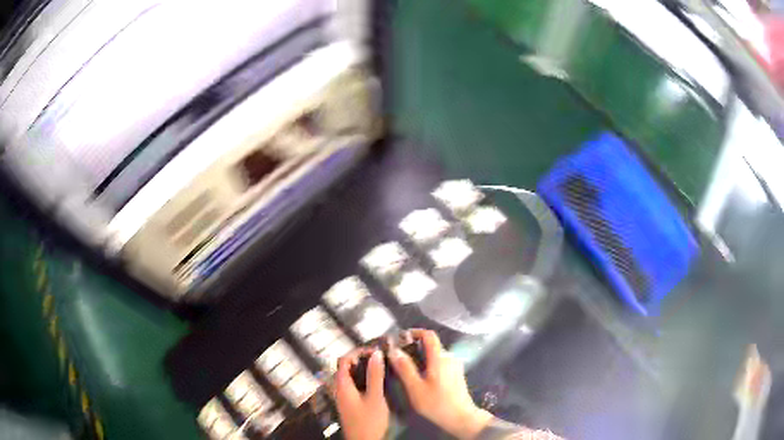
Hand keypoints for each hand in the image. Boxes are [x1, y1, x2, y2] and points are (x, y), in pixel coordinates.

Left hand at [334, 349, 389, 439]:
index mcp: (342, 385)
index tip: (375, 350)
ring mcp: (344, 397)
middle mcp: (340, 389)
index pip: (344, 360)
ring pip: (351, 376)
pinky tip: (377, 382)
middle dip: (362, 359)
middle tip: (379, 357)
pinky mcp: (350, 404)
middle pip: (346, 367)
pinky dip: (365, 379)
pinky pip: (355, 385)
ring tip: (380, 366)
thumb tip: (376, 354)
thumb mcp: (375, 397)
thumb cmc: (368, 422)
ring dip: (364, 369)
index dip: (358, 352)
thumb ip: (375, 376)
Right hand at [389, 330, 492, 439]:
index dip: (414, 332)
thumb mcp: (416, 388)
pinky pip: (440, 363)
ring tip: (406, 368)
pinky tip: (420, 378)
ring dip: (421, 357)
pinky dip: (428, 365)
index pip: (429, 335)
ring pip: (435, 355)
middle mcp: (449, 358)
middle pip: (431, 345)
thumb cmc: (437, 403)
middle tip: (398, 357)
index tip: (400, 338)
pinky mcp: (456, 374)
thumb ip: (405, 368)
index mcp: (440, 358)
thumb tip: (394, 350)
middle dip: (414, 347)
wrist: (461, 418)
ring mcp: (454, 366)